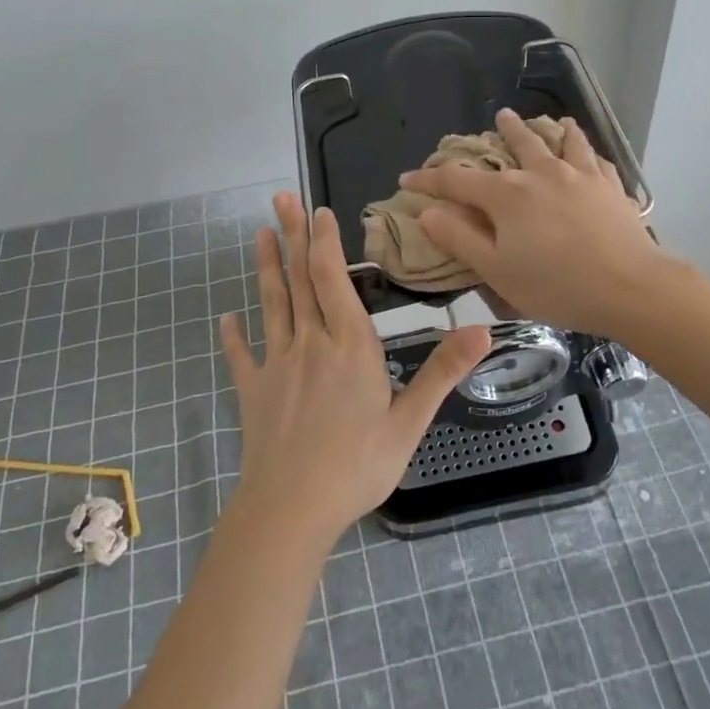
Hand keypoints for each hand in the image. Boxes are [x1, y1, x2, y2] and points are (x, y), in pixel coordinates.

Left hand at [219, 193, 490, 545]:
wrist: (290, 510)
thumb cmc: (357, 466)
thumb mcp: (410, 421)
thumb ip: (442, 372)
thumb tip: (482, 330)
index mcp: (349, 346)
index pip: (333, 280)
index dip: (325, 243)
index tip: (319, 211)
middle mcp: (310, 344)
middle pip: (299, 280)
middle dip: (291, 236)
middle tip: (280, 198)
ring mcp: (276, 365)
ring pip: (272, 305)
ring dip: (266, 268)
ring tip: (259, 235)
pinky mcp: (253, 391)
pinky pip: (242, 355)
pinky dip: (234, 334)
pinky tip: (227, 318)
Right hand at [400, 109, 666, 336]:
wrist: (628, 287)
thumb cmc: (555, 285)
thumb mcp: (496, 270)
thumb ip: (459, 239)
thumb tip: (427, 213)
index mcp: (506, 196)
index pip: (457, 181)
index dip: (429, 179)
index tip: (408, 178)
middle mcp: (540, 174)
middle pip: (516, 144)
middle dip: (504, 130)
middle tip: (499, 116)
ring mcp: (579, 175)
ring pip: (560, 141)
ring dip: (549, 128)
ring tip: (549, 119)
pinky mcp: (610, 186)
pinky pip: (595, 157)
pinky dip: (586, 147)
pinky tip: (587, 148)